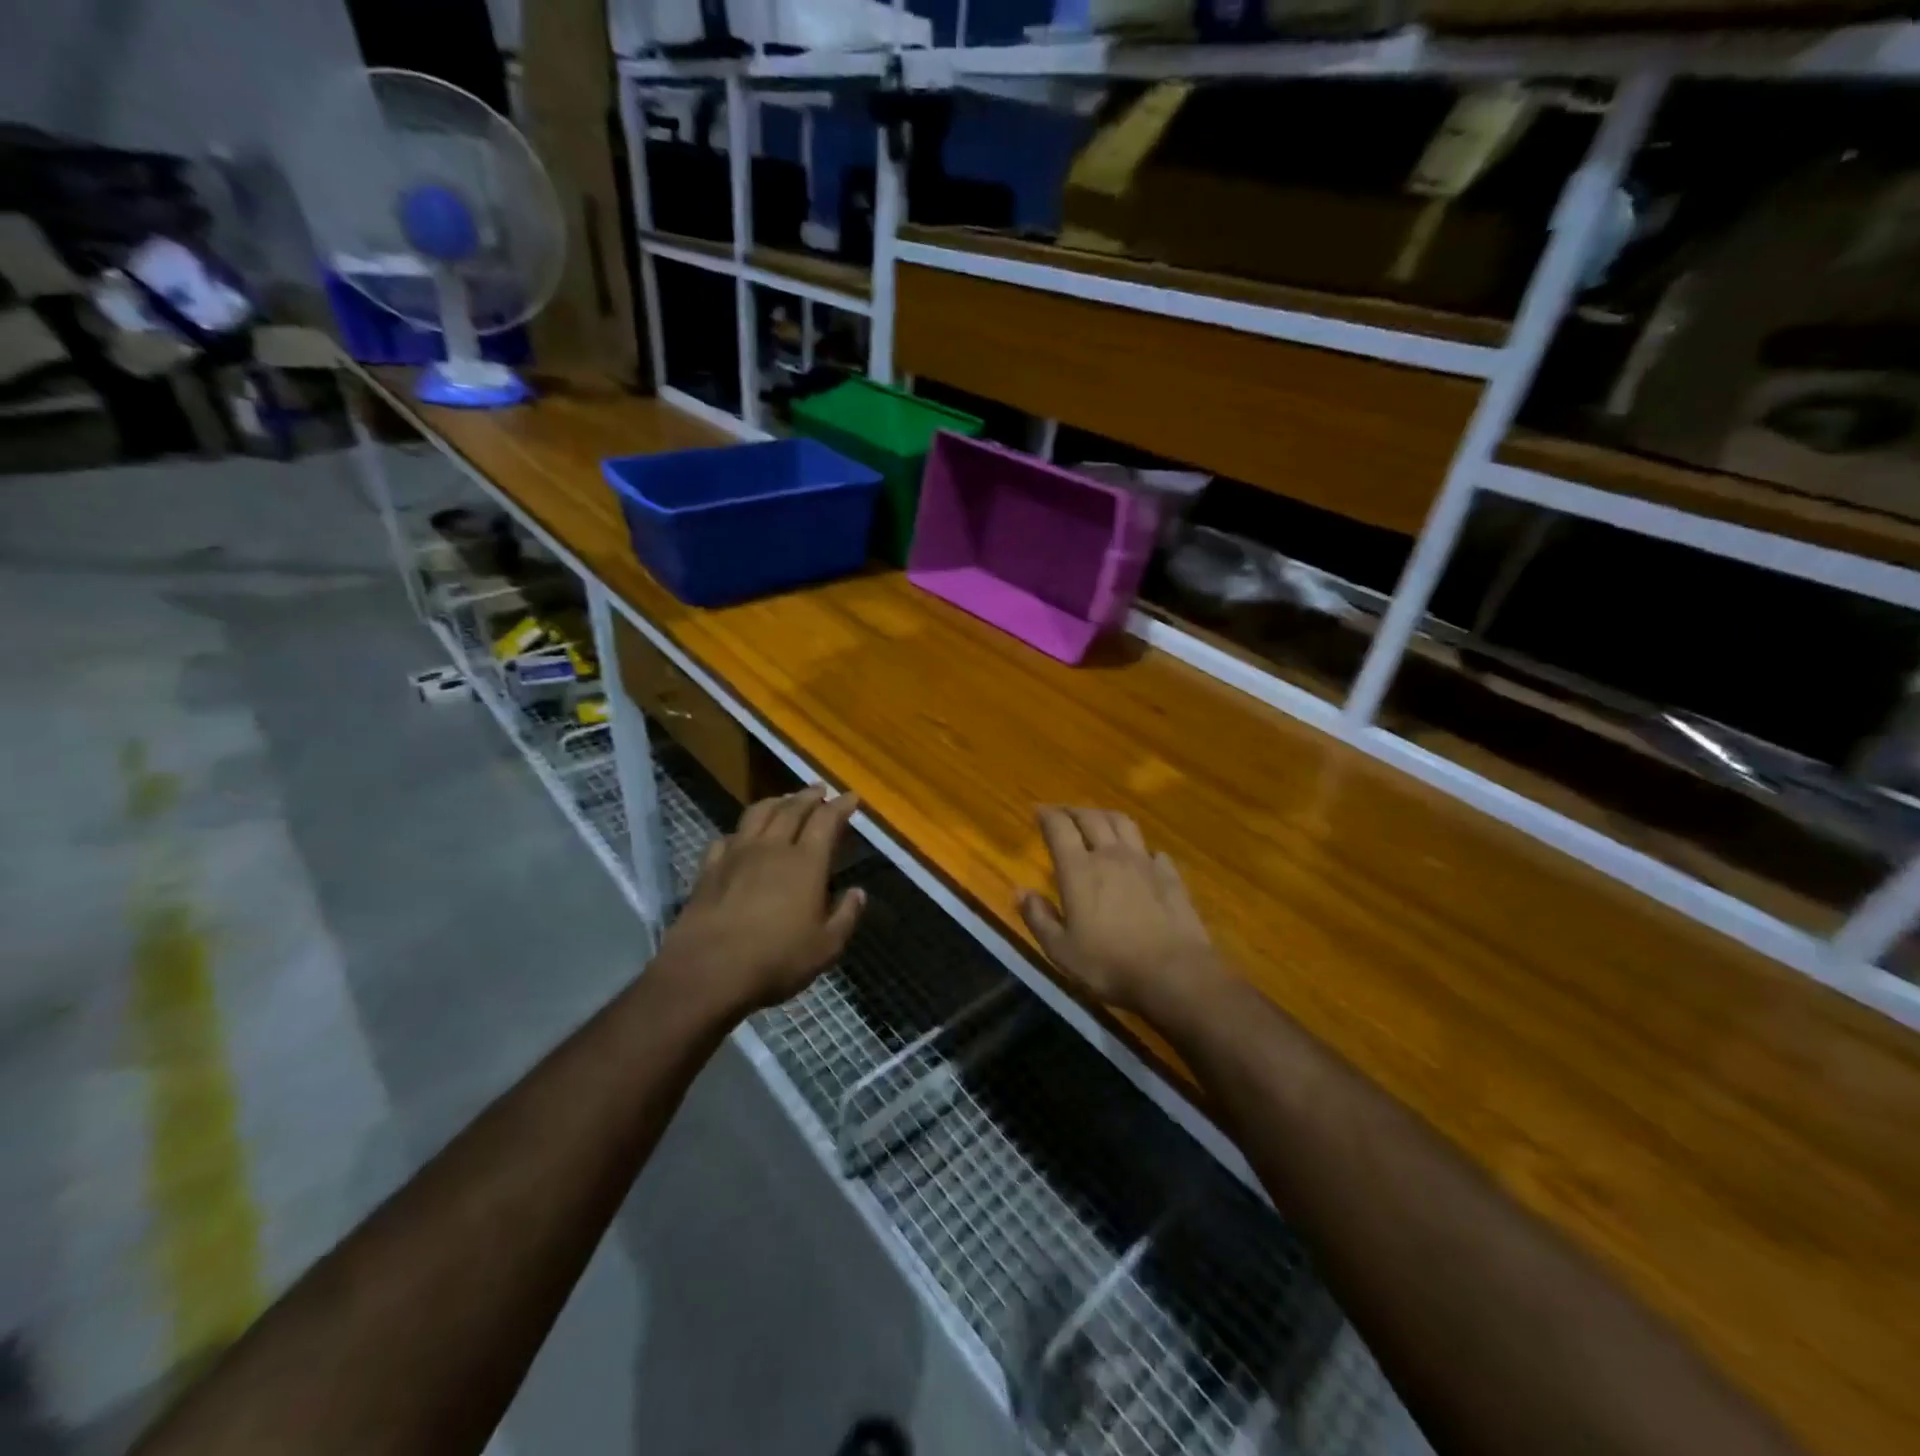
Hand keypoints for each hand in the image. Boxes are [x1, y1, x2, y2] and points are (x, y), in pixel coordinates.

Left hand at [653, 785, 866, 1017]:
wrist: (707, 971)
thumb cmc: (776, 959)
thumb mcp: (826, 947)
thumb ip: (846, 916)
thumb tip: (858, 892)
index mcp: (806, 862)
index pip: (826, 820)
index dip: (840, 806)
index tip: (851, 798)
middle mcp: (772, 848)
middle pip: (791, 809)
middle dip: (808, 796)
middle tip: (819, 789)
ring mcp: (736, 855)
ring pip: (757, 814)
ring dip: (775, 802)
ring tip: (784, 800)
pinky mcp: (709, 869)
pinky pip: (727, 838)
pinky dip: (740, 831)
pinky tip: (741, 836)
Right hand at [1020, 807, 1222, 1015]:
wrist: (1174, 974)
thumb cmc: (1109, 964)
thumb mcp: (1061, 950)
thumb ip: (1038, 917)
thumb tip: (1020, 891)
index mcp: (1079, 870)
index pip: (1059, 828)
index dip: (1047, 815)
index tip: (1037, 810)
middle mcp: (1110, 855)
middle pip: (1091, 818)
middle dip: (1073, 811)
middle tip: (1062, 812)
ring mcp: (1144, 862)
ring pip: (1123, 823)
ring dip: (1105, 816)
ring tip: (1098, 820)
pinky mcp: (1170, 876)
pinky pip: (1152, 850)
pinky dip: (1140, 847)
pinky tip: (1140, 855)